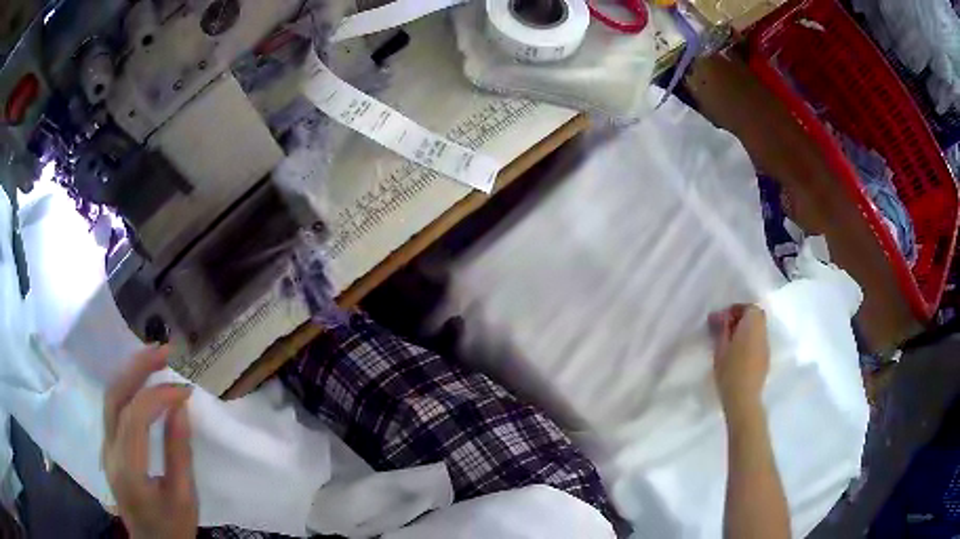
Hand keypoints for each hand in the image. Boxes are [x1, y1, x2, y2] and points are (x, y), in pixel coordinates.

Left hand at [102, 346, 197, 538]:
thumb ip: (179, 453)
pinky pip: (113, 409)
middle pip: (114, 397)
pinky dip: (128, 388)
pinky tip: (142, 383)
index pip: (135, 417)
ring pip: (110, 398)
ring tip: (154, 358)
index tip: (186, 392)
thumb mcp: (184, 498)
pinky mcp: (109, 448)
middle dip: (137, 368)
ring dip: (130, 373)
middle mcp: (109, 452)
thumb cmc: (173, 528)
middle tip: (164, 351)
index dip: (159, 397)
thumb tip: (180, 407)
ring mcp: (105, 448)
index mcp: (128, 470)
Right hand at [709, 305, 770, 417]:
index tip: (722, 319)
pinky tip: (739, 354)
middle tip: (726, 329)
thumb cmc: (729, 372)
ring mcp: (766, 347)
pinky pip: (759, 342)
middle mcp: (762, 333)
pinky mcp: (765, 359)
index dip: (736, 309)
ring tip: (731, 342)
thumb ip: (721, 329)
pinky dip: (750, 341)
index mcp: (752, 326)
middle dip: (742, 318)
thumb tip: (719, 317)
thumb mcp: (720, 349)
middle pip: (756, 316)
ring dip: (746, 330)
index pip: (749, 307)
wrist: (744, 398)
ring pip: (758, 329)